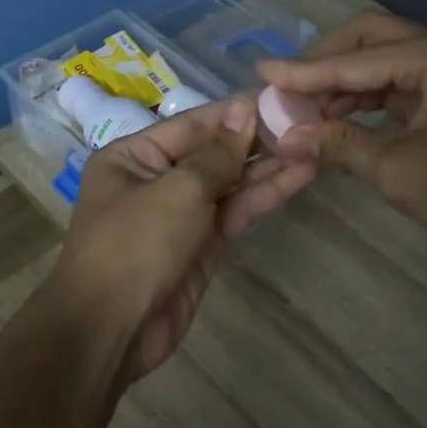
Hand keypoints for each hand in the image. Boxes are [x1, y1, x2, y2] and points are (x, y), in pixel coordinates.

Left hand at [51, 97, 312, 385]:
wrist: (112, 330)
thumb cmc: (135, 245)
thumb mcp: (177, 190)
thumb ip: (216, 154)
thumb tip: (243, 110)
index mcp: (133, 157)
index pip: (192, 124)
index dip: (235, 112)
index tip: (279, 97)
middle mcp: (155, 180)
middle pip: (212, 153)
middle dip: (257, 140)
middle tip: (307, 121)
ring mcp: (180, 215)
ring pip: (229, 184)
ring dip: (268, 168)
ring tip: (313, 146)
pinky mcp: (201, 246)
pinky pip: (234, 212)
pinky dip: (263, 196)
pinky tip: (298, 177)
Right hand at [255, 12, 426, 260]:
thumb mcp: (402, 171)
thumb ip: (340, 146)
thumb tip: (284, 136)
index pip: (355, 59)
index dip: (303, 71)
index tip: (258, 74)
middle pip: (371, 42)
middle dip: (324, 64)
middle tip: (282, 87)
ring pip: (385, 66)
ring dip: (343, 85)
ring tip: (300, 111)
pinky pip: (401, 90)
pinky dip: (367, 104)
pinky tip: (338, 121)